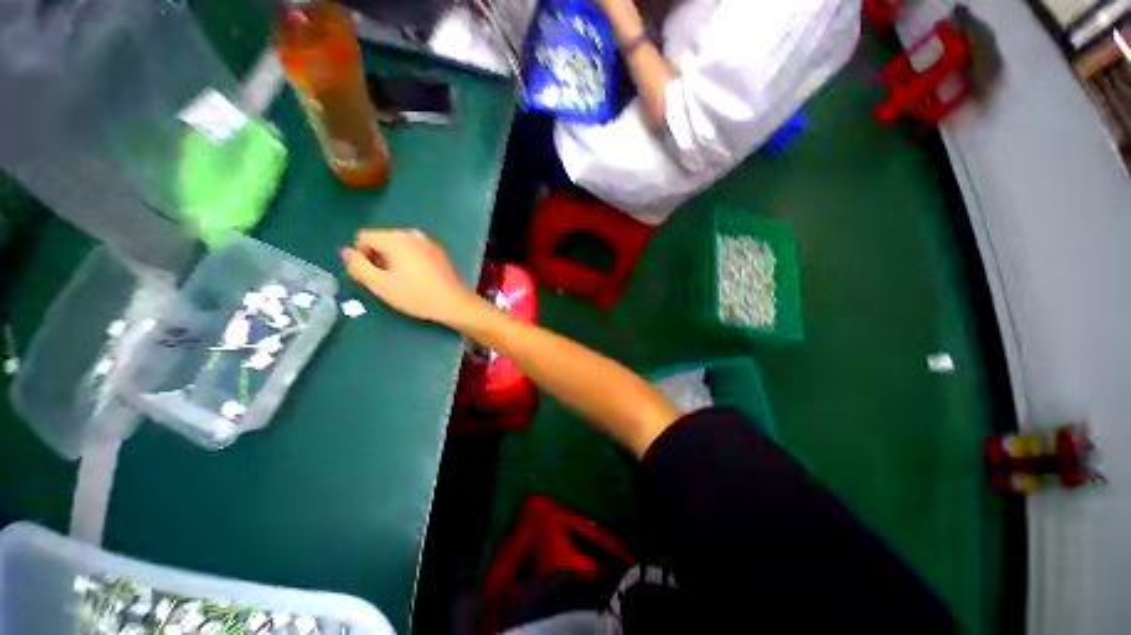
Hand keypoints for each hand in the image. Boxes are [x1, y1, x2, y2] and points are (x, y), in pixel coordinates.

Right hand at [341, 229, 479, 326]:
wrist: (453, 302)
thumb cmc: (415, 295)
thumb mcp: (379, 284)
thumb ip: (357, 265)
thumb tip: (345, 251)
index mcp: (395, 238)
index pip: (363, 237)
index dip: (361, 256)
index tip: (373, 276)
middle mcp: (411, 233)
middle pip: (381, 239)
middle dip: (378, 257)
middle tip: (388, 280)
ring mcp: (427, 241)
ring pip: (398, 245)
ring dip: (393, 259)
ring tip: (403, 280)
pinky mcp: (438, 251)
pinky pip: (413, 250)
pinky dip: (409, 260)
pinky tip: (417, 278)